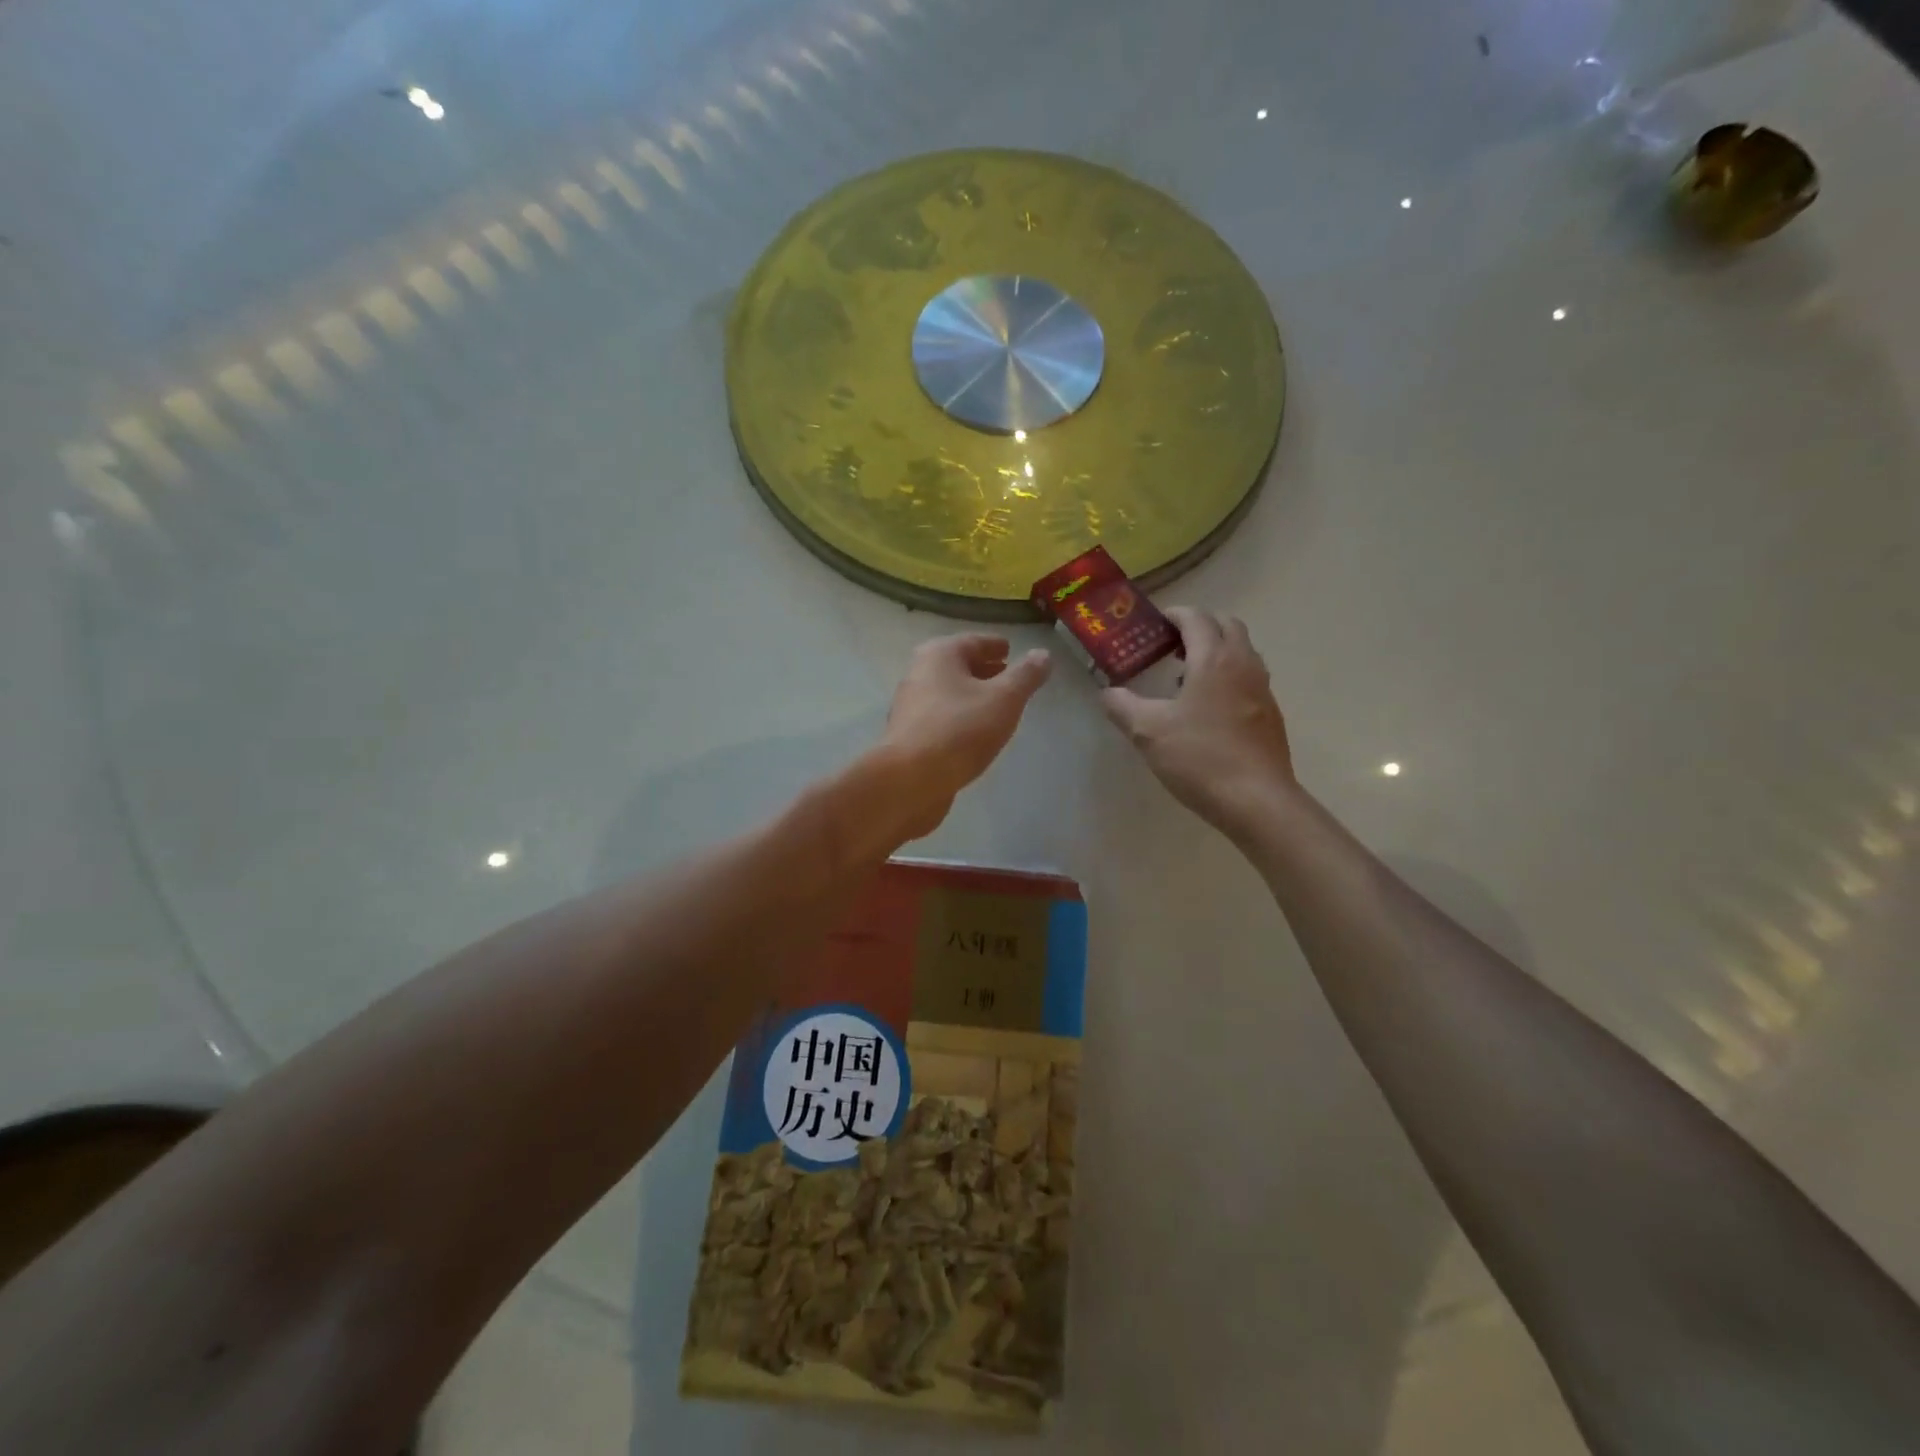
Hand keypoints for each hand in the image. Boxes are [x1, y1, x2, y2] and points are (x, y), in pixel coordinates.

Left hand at [879, 634, 1052, 837]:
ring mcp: (911, 707)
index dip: (994, 645)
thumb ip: (1026, 676)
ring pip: (949, 693)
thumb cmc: (960, 729)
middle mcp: (919, 674)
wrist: (910, 780)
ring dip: (972, 696)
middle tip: (1008, 677)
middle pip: (957, 666)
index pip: (973, 641)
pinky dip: (961, 718)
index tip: (1010, 650)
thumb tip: (1043, 654)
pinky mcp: (909, 737)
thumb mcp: (1004, 699)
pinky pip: (942, 718)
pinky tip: (976, 734)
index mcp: (939, 655)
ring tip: (997, 707)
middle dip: (983, 670)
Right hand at [1101, 607, 1295, 837]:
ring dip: (1216, 651)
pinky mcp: (1270, 714)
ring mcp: (1262, 689)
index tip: (1153, 624)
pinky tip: (1206, 710)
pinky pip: (1248, 678)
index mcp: (1213, 659)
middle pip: (1226, 625)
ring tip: (1185, 678)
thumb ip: (1122, 706)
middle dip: (1199, 627)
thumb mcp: (1147, 731)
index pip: (1196, 617)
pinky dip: (1228, 676)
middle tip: (1170, 647)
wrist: (1256, 801)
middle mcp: (1243, 664)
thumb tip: (1106, 692)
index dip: (1173, 614)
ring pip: (1242, 651)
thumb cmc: (1199, 758)